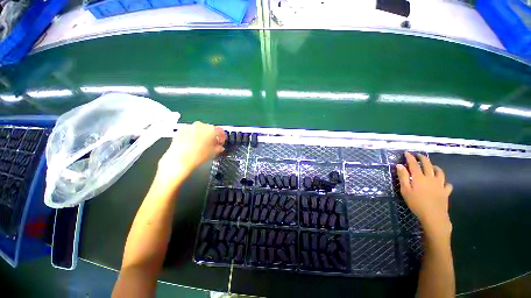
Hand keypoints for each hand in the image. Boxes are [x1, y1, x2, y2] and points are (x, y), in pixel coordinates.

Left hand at [155, 122, 225, 185]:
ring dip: (202, 135)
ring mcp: (190, 126)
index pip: (221, 131)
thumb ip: (219, 148)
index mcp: (211, 130)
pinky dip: (193, 135)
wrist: (179, 160)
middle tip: (212, 145)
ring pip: (200, 129)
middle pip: (210, 129)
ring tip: (201, 145)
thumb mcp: (213, 153)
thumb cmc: (198, 156)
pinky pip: (190, 131)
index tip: (221, 143)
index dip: (222, 137)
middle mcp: (201, 125)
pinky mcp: (181, 130)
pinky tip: (192, 144)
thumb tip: (220, 147)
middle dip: (212, 136)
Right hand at [396, 152, 452, 235]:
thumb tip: (399, 165)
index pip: (414, 164)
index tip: (407, 152)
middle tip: (419, 155)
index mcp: (419, 178)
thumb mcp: (405, 190)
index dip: (410, 157)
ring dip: (435, 167)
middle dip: (423, 158)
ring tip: (432, 166)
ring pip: (439, 172)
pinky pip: (447, 184)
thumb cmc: (416, 203)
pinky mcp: (446, 192)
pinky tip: (442, 183)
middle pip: (428, 165)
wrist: (433, 216)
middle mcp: (430, 178)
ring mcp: (440, 184)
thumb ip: (403, 177)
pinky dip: (444, 182)